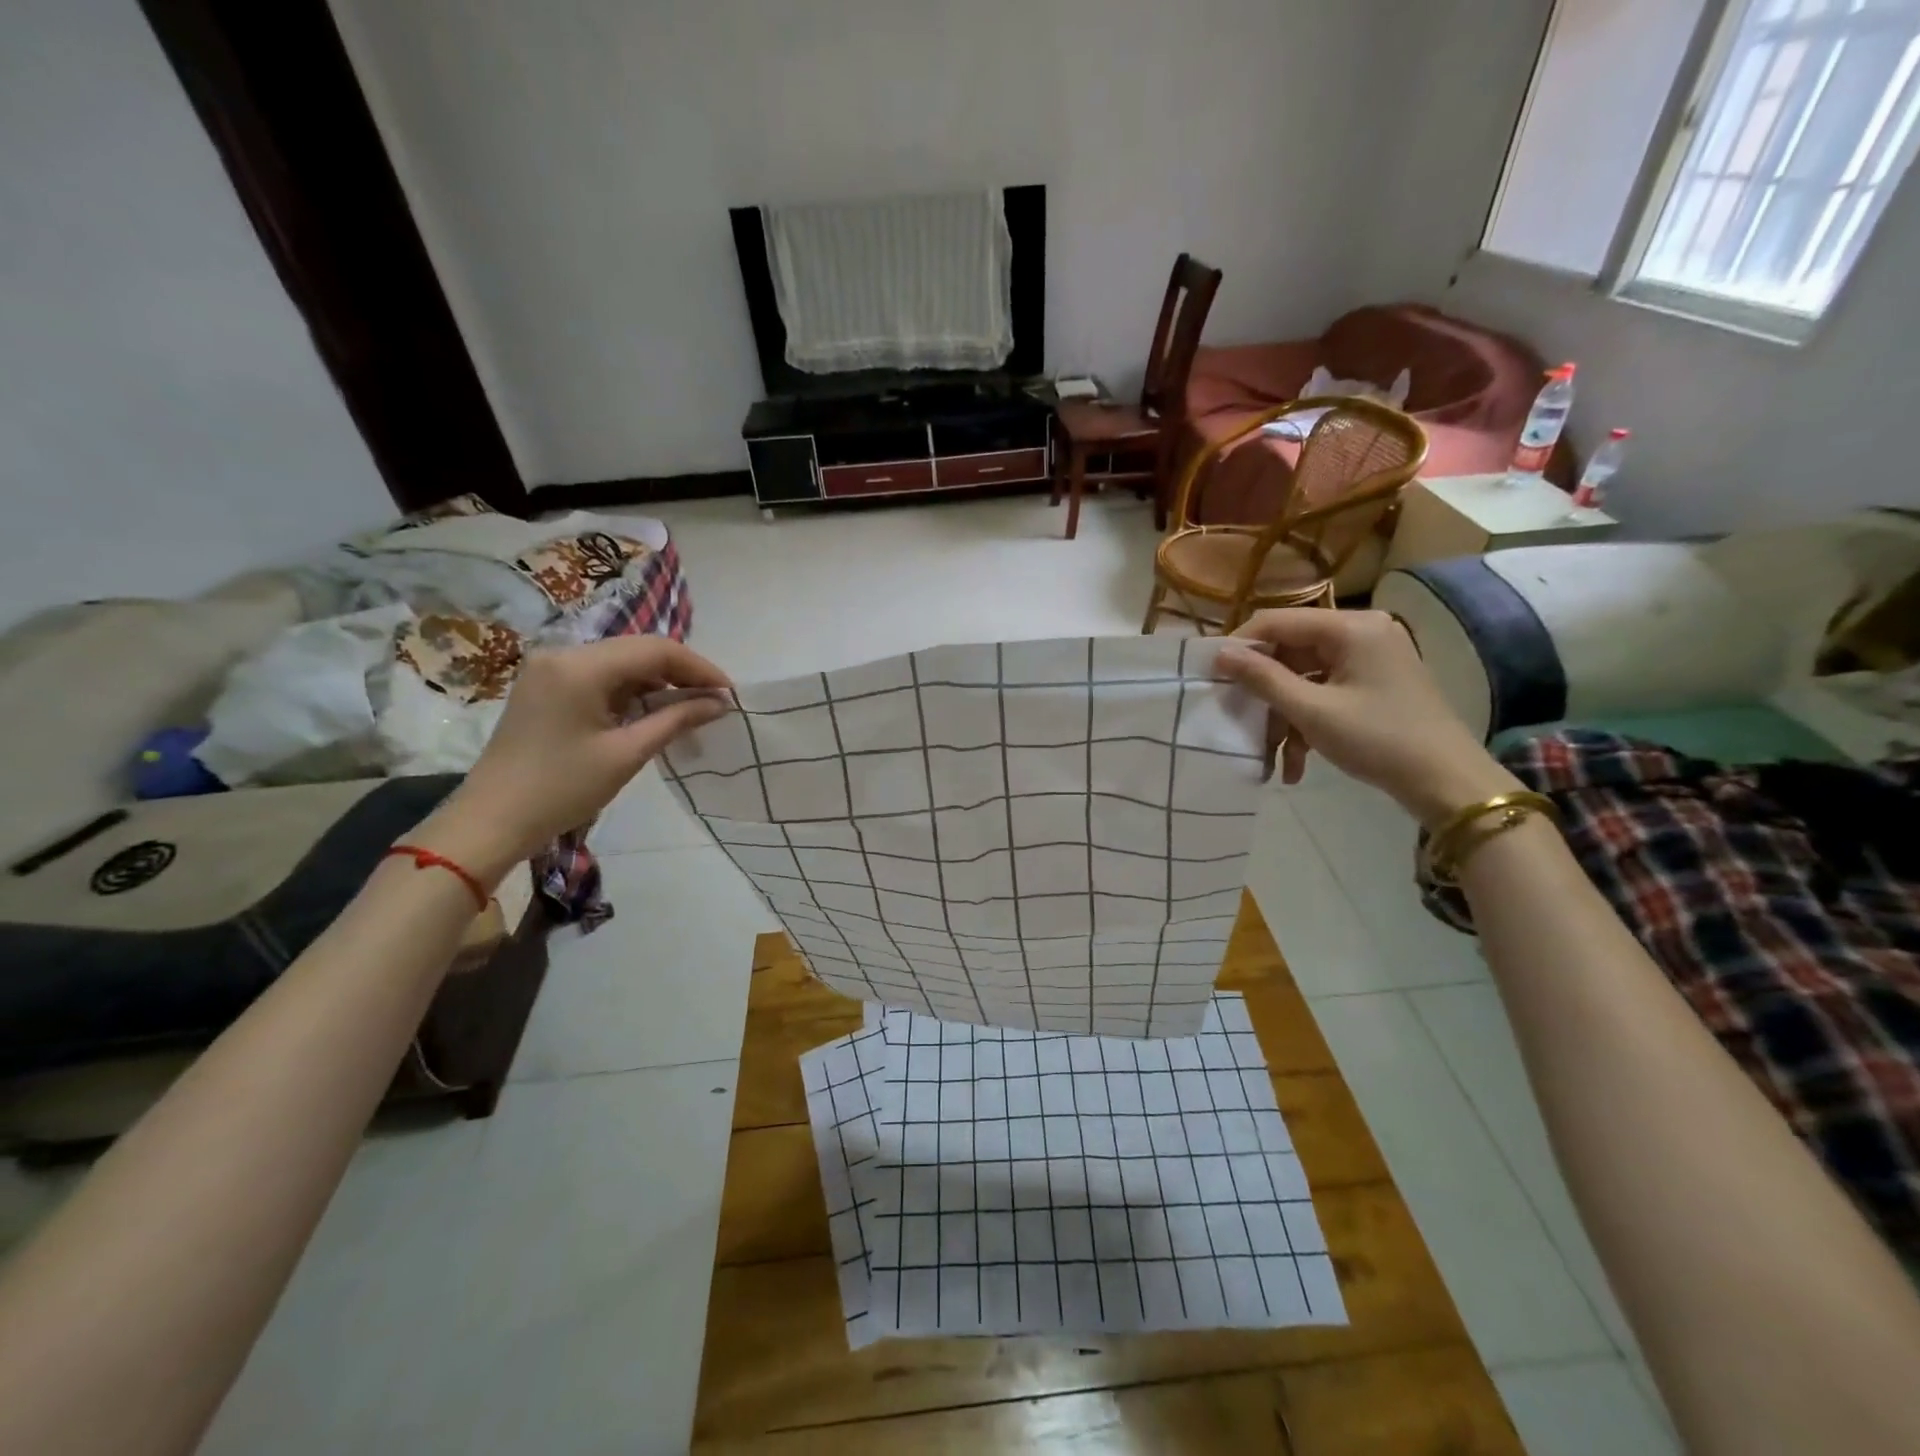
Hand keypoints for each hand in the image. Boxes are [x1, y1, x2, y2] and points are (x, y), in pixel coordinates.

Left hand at [411, 636, 730, 880]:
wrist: (491, 820)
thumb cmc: (562, 788)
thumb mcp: (626, 754)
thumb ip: (676, 720)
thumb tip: (720, 703)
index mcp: (580, 666)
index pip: (655, 650)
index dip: (699, 668)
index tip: (730, 693)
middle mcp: (564, 654)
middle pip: (638, 650)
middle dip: (681, 673)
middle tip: (716, 700)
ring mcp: (551, 669)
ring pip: (621, 663)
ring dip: (658, 682)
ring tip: (691, 708)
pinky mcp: (546, 686)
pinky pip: (602, 677)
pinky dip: (633, 691)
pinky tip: (653, 711)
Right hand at [1219, 609, 1518, 825]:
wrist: (1447, 781)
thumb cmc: (1378, 739)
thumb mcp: (1312, 711)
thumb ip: (1263, 678)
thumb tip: (1220, 653)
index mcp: (1351, 627)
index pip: (1277, 621)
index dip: (1241, 646)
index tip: (1212, 676)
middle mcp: (1362, 632)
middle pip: (1290, 651)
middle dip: (1265, 692)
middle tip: (1241, 722)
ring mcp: (1370, 658)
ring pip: (1304, 677)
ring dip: (1284, 716)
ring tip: (1273, 757)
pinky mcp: (1374, 682)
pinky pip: (1325, 691)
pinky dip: (1307, 722)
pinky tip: (1296, 762)